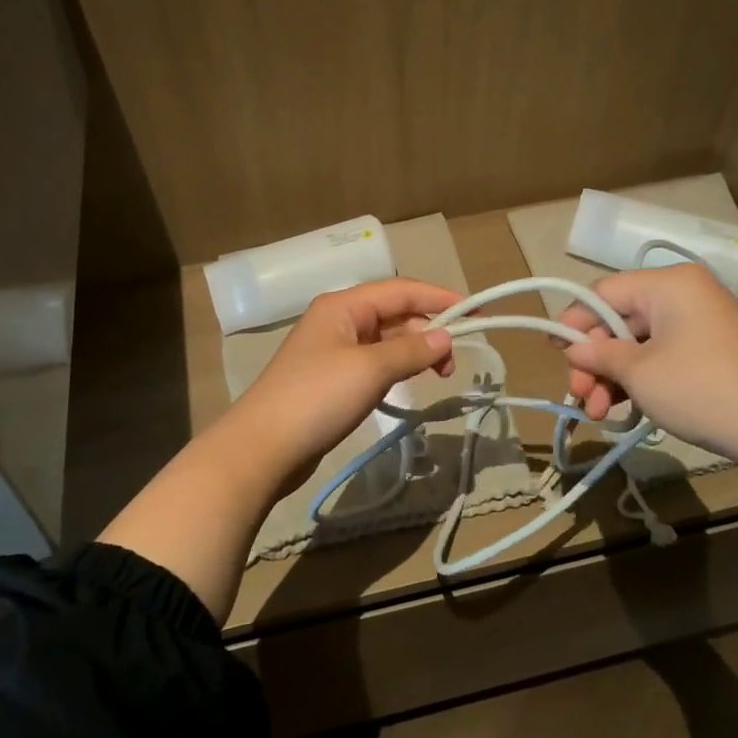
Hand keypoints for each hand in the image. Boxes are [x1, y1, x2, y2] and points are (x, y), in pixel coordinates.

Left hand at [225, 278, 459, 487]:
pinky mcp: (332, 379)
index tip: (475, 313)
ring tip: (439, 375)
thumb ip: (411, 350)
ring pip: (387, 339)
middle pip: (395, 313)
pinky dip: (398, 367)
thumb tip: (445, 336)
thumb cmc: (317, 398)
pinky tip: (410, 382)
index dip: (440, 298)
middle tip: (453, 362)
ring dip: (415, 351)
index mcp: (343, 305)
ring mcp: (334, 350)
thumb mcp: (370, 369)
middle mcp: (339, 320)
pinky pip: (375, 362)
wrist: (263, 447)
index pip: (401, 289)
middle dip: (428, 330)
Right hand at [557, 264, 737, 471]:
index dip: (575, 323)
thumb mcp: (639, 373)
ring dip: (613, 376)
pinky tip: (623, 408)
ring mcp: (699, 322)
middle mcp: (684, 293)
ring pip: (638, 342)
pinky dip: (639, 378)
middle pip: (619, 320)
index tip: (557, 355)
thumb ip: (599, 355)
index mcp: (668, 284)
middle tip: (580, 397)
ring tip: (598, 413)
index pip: (603, 294)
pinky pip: (661, 354)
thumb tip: (572, 348)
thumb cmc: (700, 389)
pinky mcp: (709, 349)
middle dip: (595, 361)